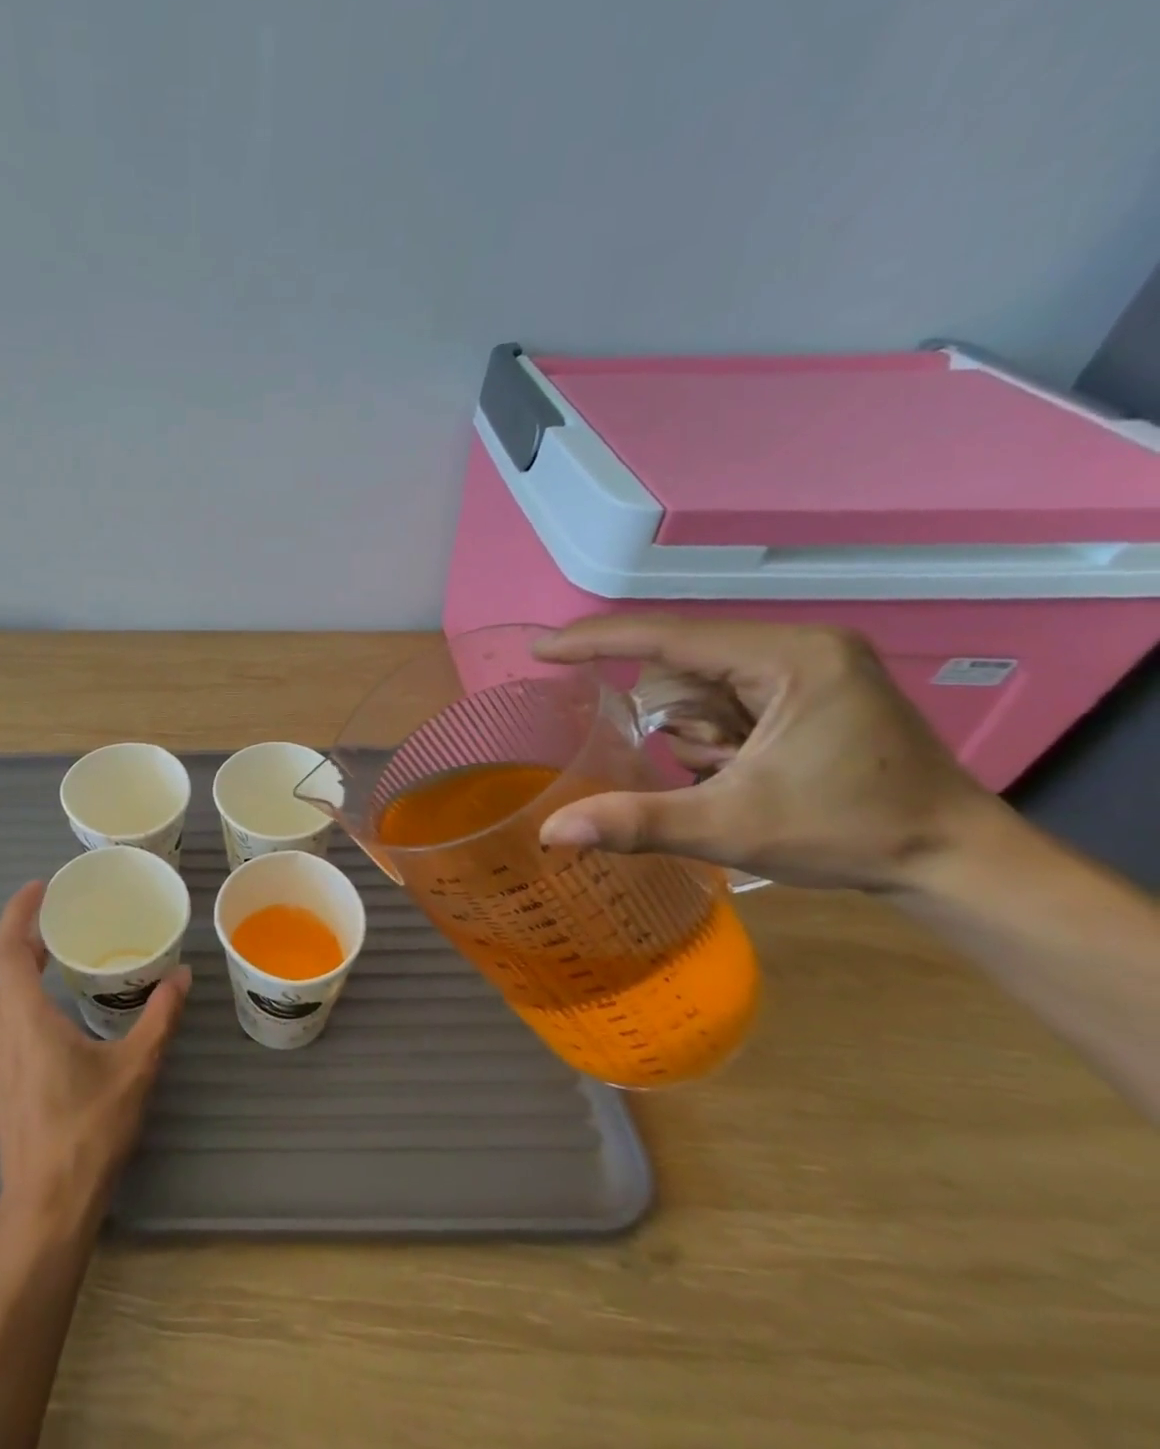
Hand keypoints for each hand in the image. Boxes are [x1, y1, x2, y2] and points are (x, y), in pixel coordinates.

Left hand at [0, 881, 190, 1227]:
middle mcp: (0, 1030)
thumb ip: (159, 1017)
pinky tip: (59, 1011)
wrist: (46, 1206)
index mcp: (25, 1017)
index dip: (18, 912)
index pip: (7, 948)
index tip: (40, 887)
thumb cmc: (88, 1130)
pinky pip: (8, 1021)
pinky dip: (27, 997)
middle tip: (64, 916)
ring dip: (27, 968)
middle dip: (29, 935)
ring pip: (5, 996)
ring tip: (65, 955)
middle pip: (5, 968)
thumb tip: (182, 976)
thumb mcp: (135, 1068)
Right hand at [532, 617, 1006, 891]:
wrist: (956, 860)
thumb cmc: (850, 834)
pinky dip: (714, 733)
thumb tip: (550, 832)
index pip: (668, 637)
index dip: (596, 641)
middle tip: (713, 768)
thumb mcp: (730, 828)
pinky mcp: (811, 685)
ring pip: (699, 683)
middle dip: (675, 720)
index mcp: (789, 657)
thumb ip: (635, 822)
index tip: (539, 650)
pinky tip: (746, 767)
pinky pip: (725, 695)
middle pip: (682, 666)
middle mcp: (799, 645)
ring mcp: (809, 663)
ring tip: (737, 774)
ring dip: (694, 731)